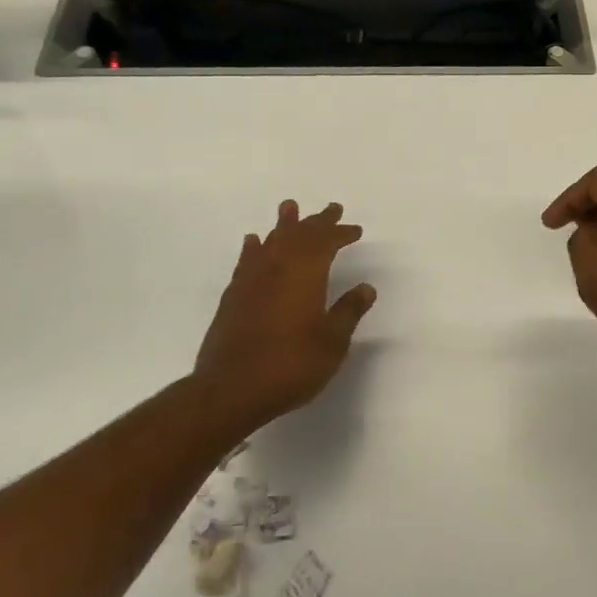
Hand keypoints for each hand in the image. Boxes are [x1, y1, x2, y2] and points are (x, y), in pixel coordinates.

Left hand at [191, 200, 375, 425]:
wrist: (231, 390)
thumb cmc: (291, 365)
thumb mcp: (332, 343)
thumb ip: (348, 312)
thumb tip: (366, 287)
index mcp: (306, 274)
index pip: (326, 242)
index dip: (341, 233)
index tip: (355, 230)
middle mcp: (277, 268)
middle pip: (299, 234)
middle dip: (317, 221)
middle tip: (332, 209)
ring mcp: (251, 280)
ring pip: (271, 241)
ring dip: (284, 224)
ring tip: (290, 207)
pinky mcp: (233, 296)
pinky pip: (247, 260)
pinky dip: (254, 247)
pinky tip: (254, 242)